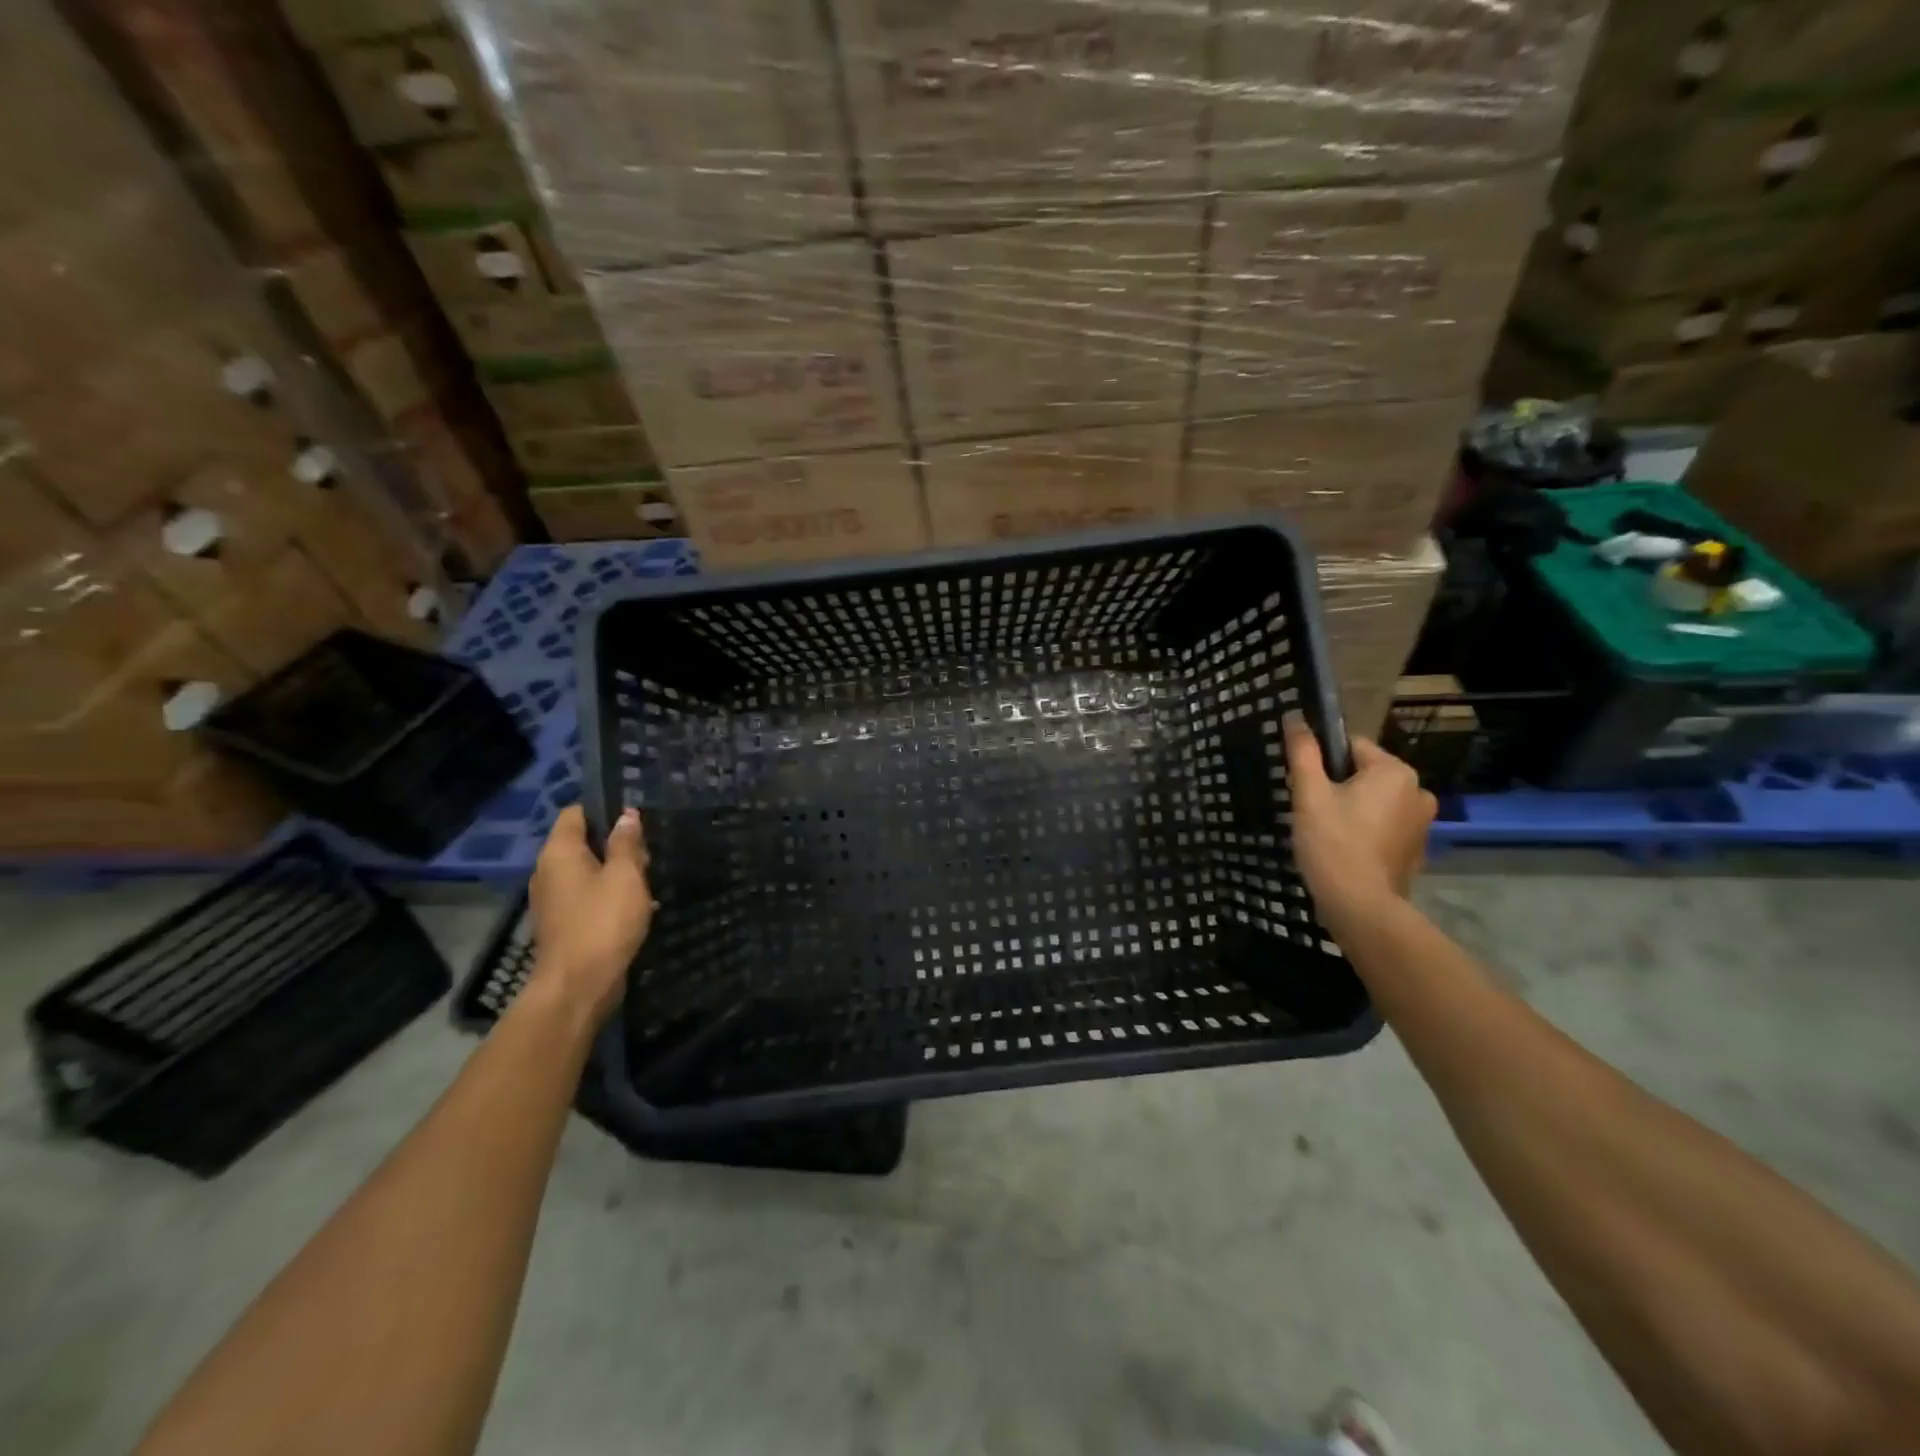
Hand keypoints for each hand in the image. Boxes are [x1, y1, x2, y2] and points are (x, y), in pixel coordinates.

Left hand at [526, 805, 654, 1027]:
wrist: (578, 986)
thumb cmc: (604, 922)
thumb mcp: (625, 876)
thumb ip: (626, 843)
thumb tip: (626, 815)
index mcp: (559, 852)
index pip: (576, 813)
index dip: (604, 809)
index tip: (635, 817)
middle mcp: (548, 871)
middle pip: (582, 842)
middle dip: (615, 844)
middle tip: (647, 854)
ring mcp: (552, 899)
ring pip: (586, 871)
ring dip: (615, 872)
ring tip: (646, 880)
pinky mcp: (561, 923)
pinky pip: (586, 896)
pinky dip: (607, 895)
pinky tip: (634, 906)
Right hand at [1283, 712, 1435, 924]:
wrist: (1360, 906)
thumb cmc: (1332, 843)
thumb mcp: (1309, 794)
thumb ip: (1303, 752)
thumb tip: (1294, 717)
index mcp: (1394, 771)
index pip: (1351, 746)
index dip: (1322, 763)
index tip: (1306, 788)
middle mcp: (1417, 790)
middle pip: (1365, 774)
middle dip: (1338, 787)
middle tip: (1312, 813)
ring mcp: (1422, 823)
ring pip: (1375, 801)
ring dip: (1352, 809)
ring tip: (1327, 834)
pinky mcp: (1417, 849)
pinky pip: (1385, 826)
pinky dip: (1366, 832)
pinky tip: (1346, 851)